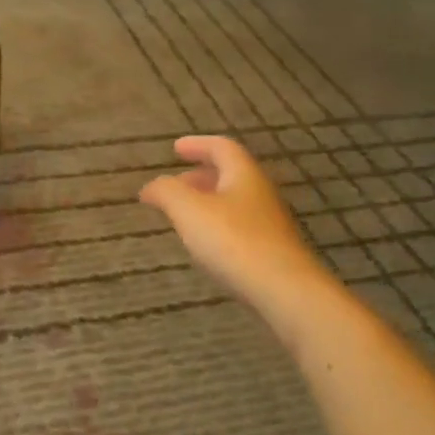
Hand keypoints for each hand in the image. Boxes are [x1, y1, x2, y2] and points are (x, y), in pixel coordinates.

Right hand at [140, 136, 325, 306]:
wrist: (284, 290)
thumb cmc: (234, 241)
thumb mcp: (189, 210)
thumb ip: (166, 192)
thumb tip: (151, 186)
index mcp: (243, 174)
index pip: (221, 147)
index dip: (196, 145)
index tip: (175, 149)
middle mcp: (260, 192)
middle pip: (229, 174)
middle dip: (198, 176)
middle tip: (173, 186)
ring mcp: (269, 222)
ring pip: (234, 201)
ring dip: (207, 202)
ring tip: (183, 216)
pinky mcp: (271, 250)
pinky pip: (239, 226)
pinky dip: (217, 224)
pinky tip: (206, 243)